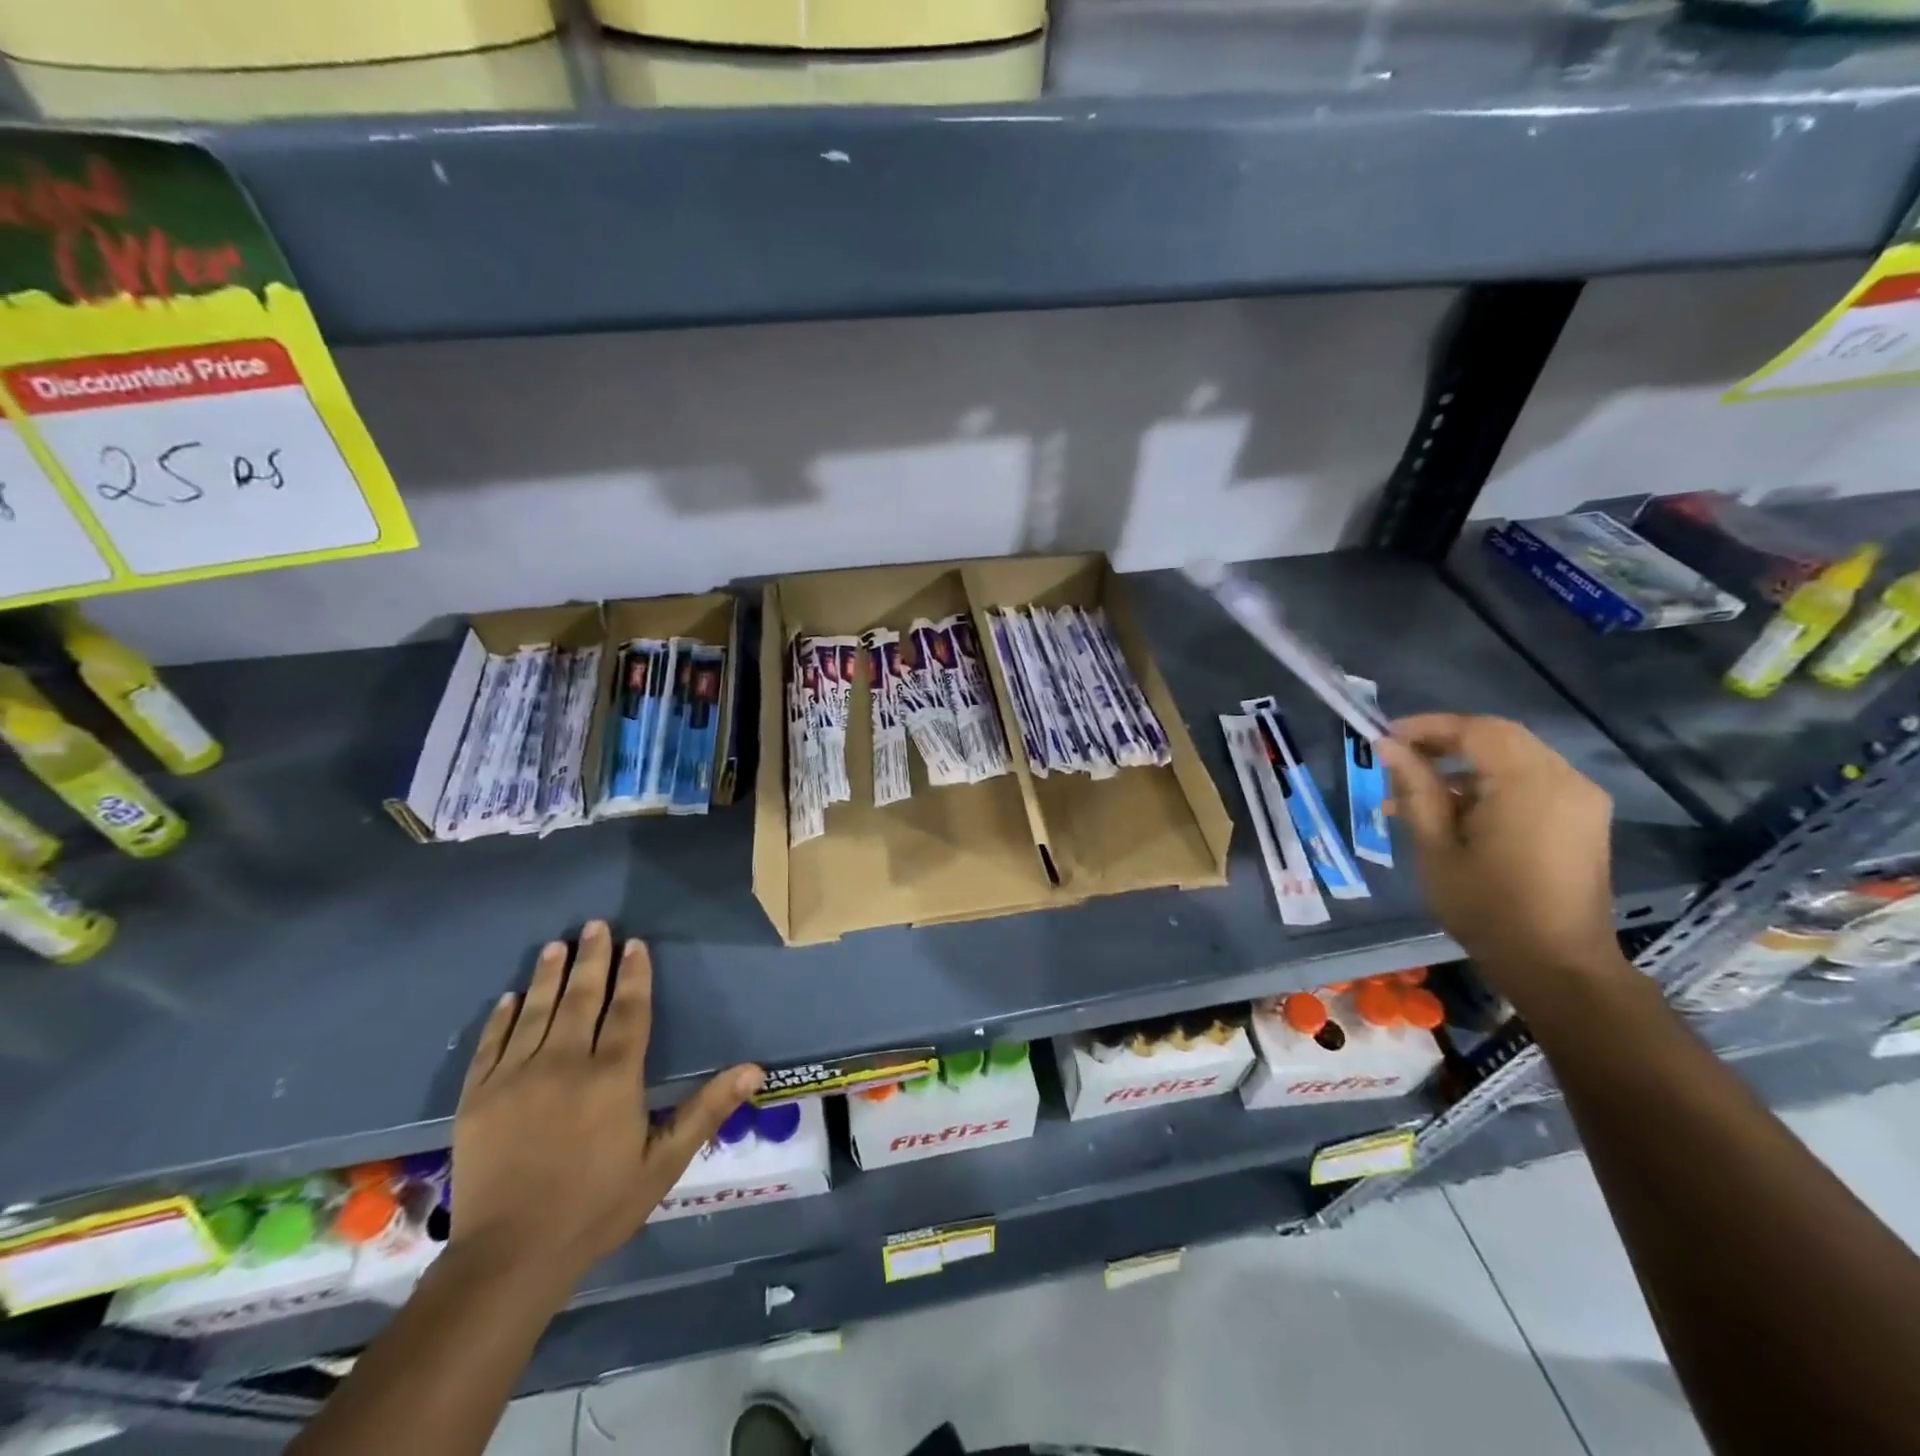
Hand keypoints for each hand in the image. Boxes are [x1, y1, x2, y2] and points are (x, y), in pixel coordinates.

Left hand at [449, 921, 762, 1290]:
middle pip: (582, 999)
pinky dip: (502, 1016)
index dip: (634, 975)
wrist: (509, 1257)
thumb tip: (755, 1068)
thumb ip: (706, 1110)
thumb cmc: (597, 1207)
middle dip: (591, 959)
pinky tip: (511, 996)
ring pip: (536, 1011)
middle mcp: (565, 1064)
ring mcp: (516, 1078)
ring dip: (549, 975)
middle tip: (595, 926)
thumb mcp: (663, 1162)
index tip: (634, 944)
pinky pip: (492, 1044)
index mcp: (612, 1077)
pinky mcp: (478, 1097)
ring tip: (556, 945)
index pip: (628, 1011)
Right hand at [1377, 715, 1625, 1005]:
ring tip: (1418, 791)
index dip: (1428, 726)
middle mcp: (1565, 780)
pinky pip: (1532, 780)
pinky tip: (1456, 810)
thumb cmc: (1487, 908)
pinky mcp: (1582, 818)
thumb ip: (1415, 789)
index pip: (1476, 730)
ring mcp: (1580, 799)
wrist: (1557, 965)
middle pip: (1499, 737)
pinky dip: (1491, 782)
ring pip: (1515, 757)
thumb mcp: (1436, 847)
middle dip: (1446, 741)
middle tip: (1399, 758)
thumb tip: (1388, 747)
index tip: (1386, 737)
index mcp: (1529, 784)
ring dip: (1466, 763)